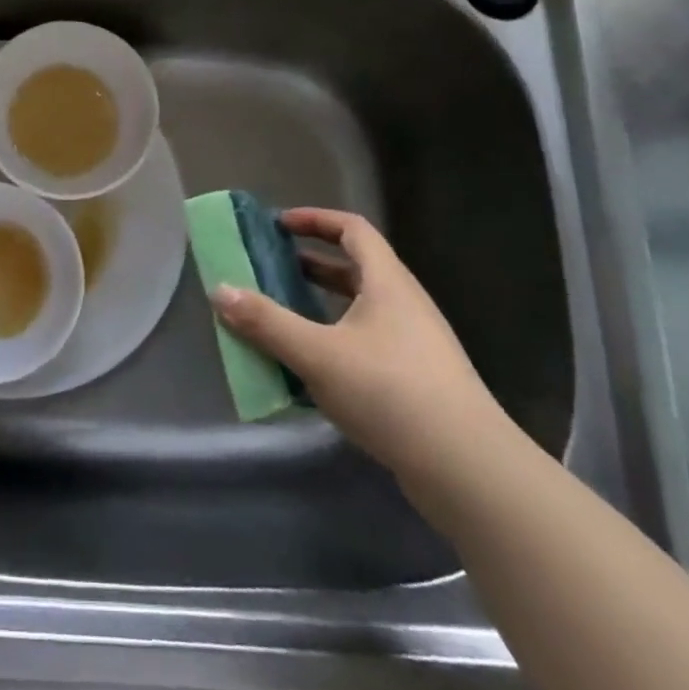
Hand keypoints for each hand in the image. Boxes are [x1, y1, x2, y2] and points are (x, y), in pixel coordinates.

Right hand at [210, 208, 509, 488]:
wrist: (468, 470)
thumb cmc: (390, 392)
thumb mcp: (317, 354)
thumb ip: (266, 322)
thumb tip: (219, 290)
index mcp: (387, 282)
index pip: (352, 229)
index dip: (315, 219)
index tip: (279, 225)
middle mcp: (405, 304)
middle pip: (356, 268)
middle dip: (311, 264)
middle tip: (271, 269)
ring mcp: (416, 344)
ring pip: (361, 309)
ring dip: (321, 306)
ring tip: (283, 317)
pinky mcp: (418, 381)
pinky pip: (368, 343)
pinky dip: (336, 341)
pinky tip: (311, 370)